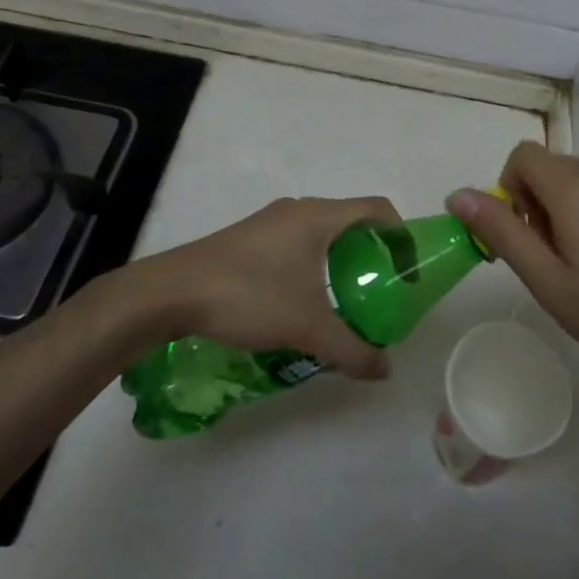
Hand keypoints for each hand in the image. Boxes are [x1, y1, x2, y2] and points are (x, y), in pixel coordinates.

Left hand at [132, 196, 400, 379]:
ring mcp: (269, 222)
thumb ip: (351, 349)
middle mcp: (297, 210)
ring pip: (320, 234)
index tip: (407, 272)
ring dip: (340, 261)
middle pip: (350, 221)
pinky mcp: (248, 239)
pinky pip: (295, 244)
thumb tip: (384, 370)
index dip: (401, 235)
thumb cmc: (249, 295)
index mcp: (319, 216)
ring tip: (344, 302)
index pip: (377, 209)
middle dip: (371, 254)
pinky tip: (300, 303)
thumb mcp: (307, 327)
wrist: (171, 293)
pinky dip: (312, 266)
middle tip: (379, 292)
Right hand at [447, 144, 578, 390]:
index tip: (528, 234)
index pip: (523, 156)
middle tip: (562, 257)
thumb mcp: (547, 282)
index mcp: (577, 188)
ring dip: (577, 204)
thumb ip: (500, 231)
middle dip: (544, 202)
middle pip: (555, 167)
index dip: (512, 190)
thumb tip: (457, 194)